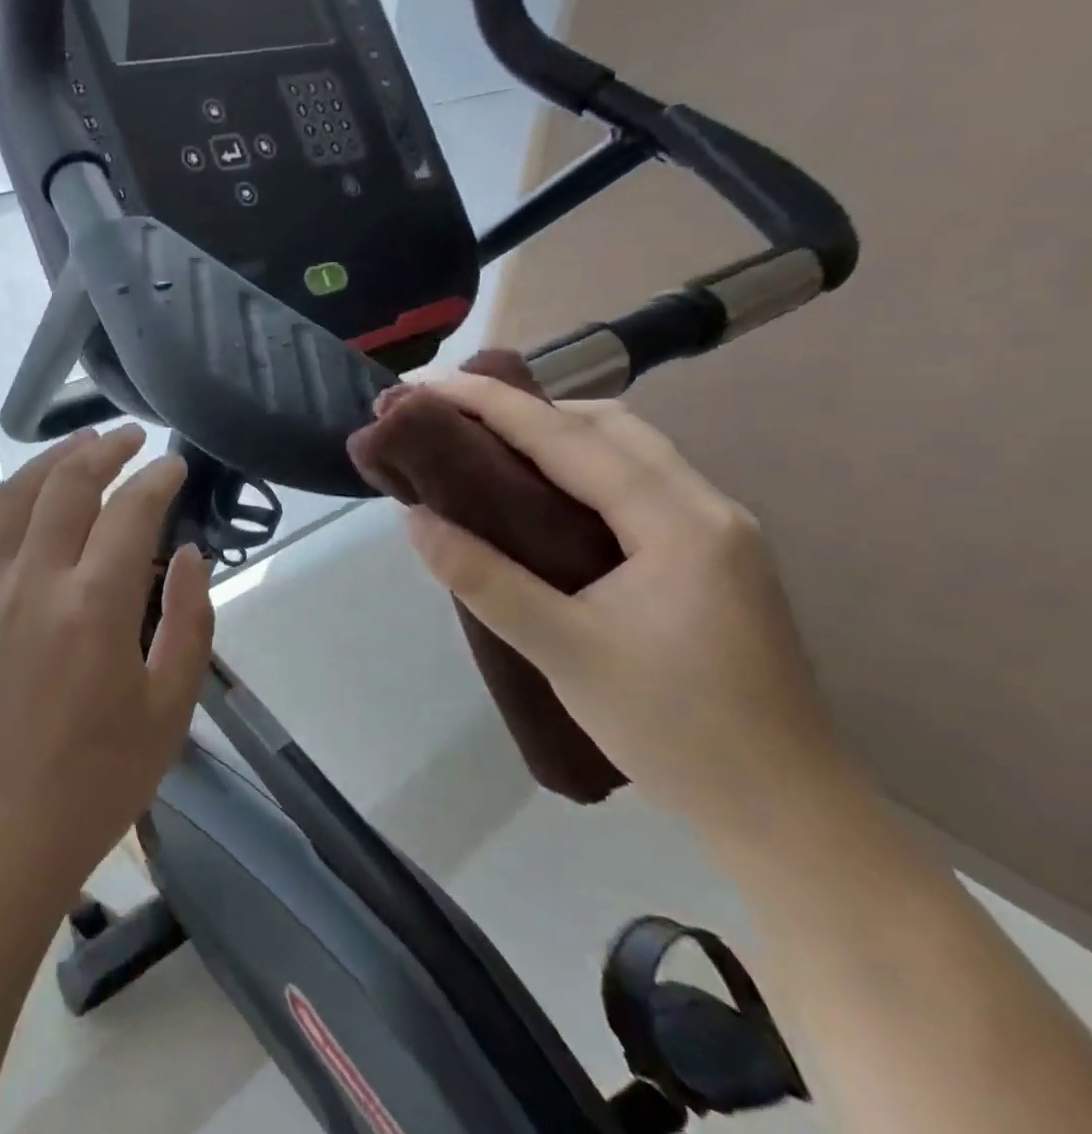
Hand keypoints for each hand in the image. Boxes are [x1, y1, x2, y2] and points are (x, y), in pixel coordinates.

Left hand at [0, 424, 213, 904]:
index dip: (157, 480)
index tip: (175, 466)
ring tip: (79, 443)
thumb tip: (187, 555)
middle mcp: (35, 582)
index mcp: (94, 606)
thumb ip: (187, 622)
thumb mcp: (168, 708)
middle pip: (67, 485)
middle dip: (104, 450)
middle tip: (132, 438)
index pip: (130, 512)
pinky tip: (19, 491)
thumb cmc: (97, 781)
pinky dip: (0, 498)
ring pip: (14, 497)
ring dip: (49, 460)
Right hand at [404, 374, 851, 839]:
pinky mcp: (715, 559)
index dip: (491, 404)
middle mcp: (708, 508)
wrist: (789, 817)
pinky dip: (583, 469)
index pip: (568, 439)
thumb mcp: (563, 651)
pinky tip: (545, 497)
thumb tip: (415, 518)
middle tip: (455, 418)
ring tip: (489, 447)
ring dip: (557, 435)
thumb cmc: (675, 731)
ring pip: (629, 451)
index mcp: (677, 523)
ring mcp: (720, 533)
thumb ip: (483, 578)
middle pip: (609, 425)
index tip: (427, 386)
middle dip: (527, 408)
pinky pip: (639, 485)